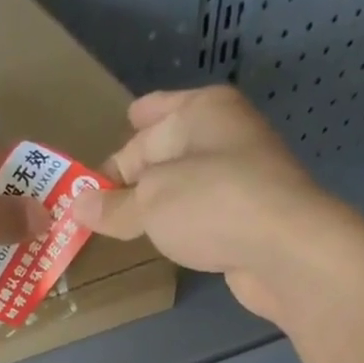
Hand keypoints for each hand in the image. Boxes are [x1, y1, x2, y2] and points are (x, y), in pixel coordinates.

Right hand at [70, 87, 358, 323]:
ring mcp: (243, 177)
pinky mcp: (250, 219)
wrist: (285, 251)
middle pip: (169, 151)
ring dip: (162, 200)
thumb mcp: (151, 203)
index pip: (145, 128)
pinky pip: (204, 214)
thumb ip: (115, 206)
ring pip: (188, 184)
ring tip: (129, 222)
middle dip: (139, 172)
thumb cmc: (212, 206)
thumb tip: (77, 205)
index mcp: (202, 111)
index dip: (117, 153)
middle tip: (104, 199)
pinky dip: (183, 223)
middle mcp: (225, 135)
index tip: (90, 179)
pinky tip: (169, 238)